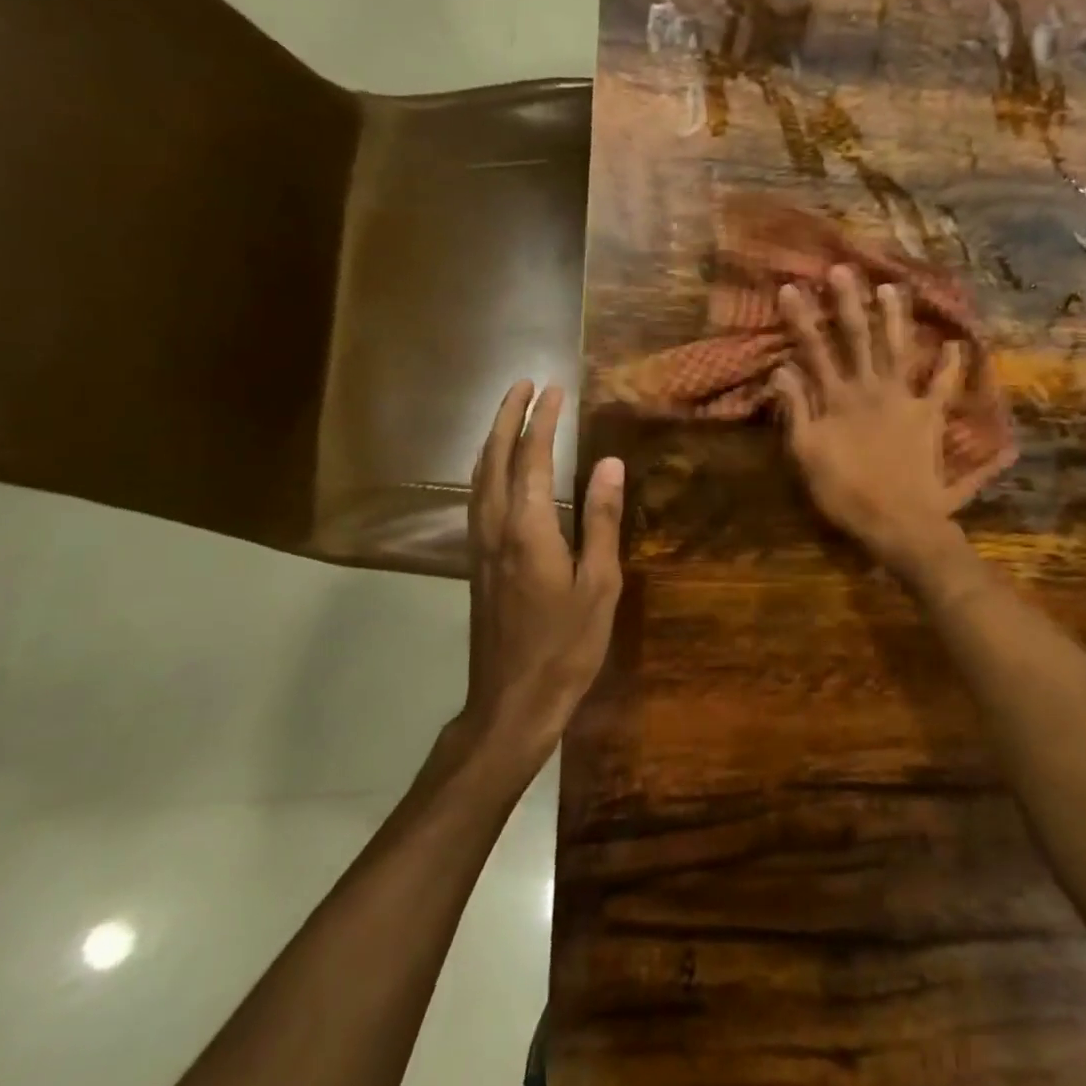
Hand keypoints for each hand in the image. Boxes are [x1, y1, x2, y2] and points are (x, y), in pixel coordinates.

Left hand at [459, 381, 624, 762]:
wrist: (512, 701)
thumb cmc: (567, 644)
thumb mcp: (599, 583)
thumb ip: (601, 520)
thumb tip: (609, 464)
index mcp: (528, 528)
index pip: (532, 458)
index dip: (543, 420)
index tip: (554, 389)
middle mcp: (495, 527)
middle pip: (495, 458)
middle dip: (507, 417)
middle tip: (523, 384)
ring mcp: (480, 545)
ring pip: (478, 477)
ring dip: (492, 439)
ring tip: (508, 414)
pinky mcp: (476, 562)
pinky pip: (476, 498)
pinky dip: (485, 469)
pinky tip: (494, 471)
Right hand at [771, 265, 975, 574]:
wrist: (898, 522)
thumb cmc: (846, 494)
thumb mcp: (807, 455)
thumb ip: (796, 410)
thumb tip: (781, 369)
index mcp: (838, 399)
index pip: (814, 350)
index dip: (801, 319)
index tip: (790, 287)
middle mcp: (871, 389)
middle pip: (858, 338)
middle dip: (849, 303)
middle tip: (843, 269)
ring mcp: (904, 400)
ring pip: (899, 349)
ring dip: (895, 318)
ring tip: (893, 288)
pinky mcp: (930, 416)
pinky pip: (943, 386)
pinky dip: (951, 366)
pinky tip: (956, 345)